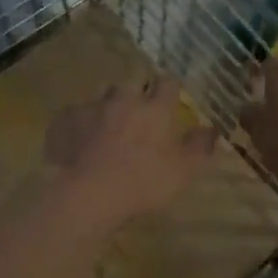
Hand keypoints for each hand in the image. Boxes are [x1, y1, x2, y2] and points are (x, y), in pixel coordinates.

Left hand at [45, 78, 217, 226]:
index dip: (170, 89)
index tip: (172, 99)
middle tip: (137, 117)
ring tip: (107, 129)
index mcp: (155, 109)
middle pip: (131, 86)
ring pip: (102, 99)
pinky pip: (75, 115)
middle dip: (136, 96)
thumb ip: (200, 147)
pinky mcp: (65, 121)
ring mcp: (91, 108)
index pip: (168, 83)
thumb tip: (213, 129)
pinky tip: (80, 141)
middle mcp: (123, 100)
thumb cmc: (143, 183)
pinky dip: (80, 124)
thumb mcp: (183, 171)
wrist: (87, 194)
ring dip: (108, 109)